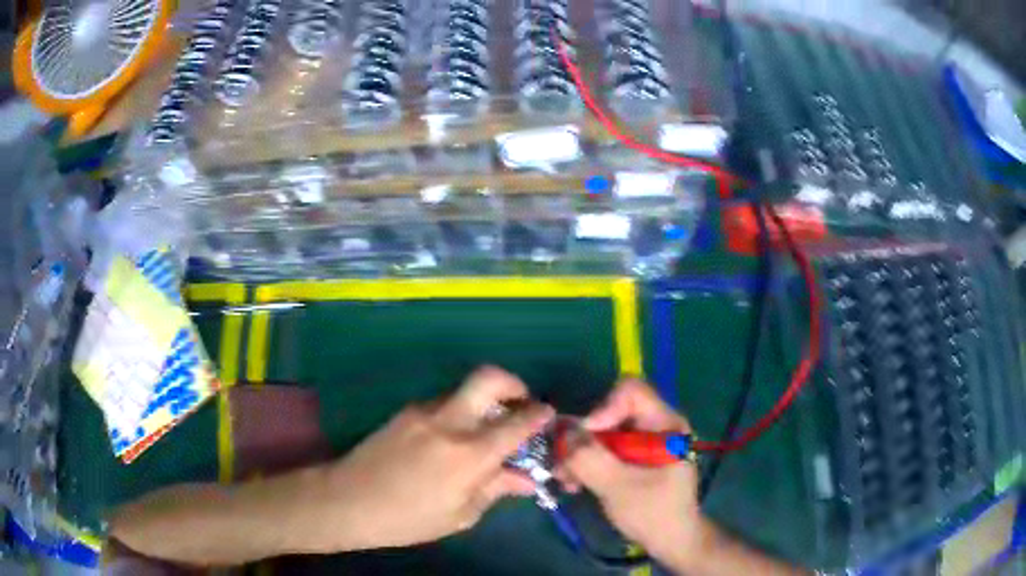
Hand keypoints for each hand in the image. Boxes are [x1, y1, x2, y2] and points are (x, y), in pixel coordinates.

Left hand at [321, 366, 552, 550]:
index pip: (516, 423)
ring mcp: (423, 411)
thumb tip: (526, 478)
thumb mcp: (460, 514)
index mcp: (468, 454)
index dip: (538, 415)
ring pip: (464, 391)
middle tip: (521, 402)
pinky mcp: (406, 411)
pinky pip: (443, 403)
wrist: (348, 500)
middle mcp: (448, 422)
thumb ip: (495, 489)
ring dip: (483, 403)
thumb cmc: (408, 519)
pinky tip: (453, 440)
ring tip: (486, 431)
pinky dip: (459, 413)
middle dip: (513, 383)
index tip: (548, 414)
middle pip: (488, 378)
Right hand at [557, 379, 707, 571]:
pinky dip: (588, 463)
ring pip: (604, 432)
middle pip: (612, 412)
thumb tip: (562, 432)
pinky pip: (606, 448)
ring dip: (581, 454)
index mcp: (665, 424)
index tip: (584, 439)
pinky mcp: (635, 458)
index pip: (631, 391)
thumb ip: (591, 459)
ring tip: (567, 480)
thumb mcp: (619, 487)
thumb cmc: (654, 514)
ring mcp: (645, 442)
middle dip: (584, 438)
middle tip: (563, 465)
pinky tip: (576, 483)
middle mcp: (656, 425)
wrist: (671, 542)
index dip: (602, 408)